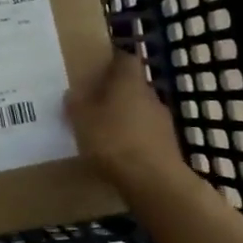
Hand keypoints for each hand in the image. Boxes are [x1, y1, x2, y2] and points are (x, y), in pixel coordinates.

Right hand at [65, 50, 188, 194]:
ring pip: (141, 110)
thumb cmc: (114, 141)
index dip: (114, 60)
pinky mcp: (169, 145)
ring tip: (106, 130)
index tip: (99, 66)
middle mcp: (150, 96)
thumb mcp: (83, 121)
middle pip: (133, 86)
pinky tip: (120, 152)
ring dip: (126, 116)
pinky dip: (135, 138)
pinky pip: (147, 133)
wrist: (155, 182)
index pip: (126, 59)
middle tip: (95, 101)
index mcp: (129, 82)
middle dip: (117, 92)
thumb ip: (76, 105)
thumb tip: (72, 94)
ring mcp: (163, 121)